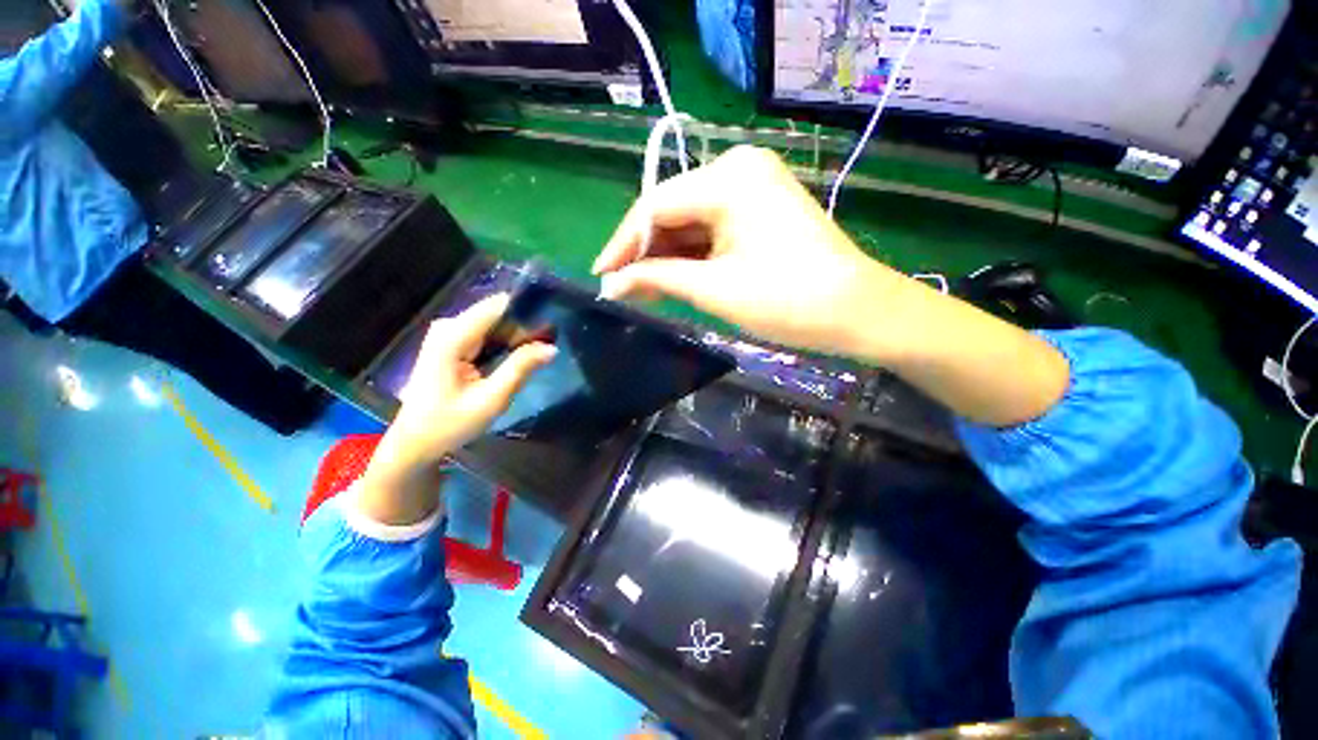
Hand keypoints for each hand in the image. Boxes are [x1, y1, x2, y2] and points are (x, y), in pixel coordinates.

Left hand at [358, 295, 555, 524]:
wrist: (415, 442)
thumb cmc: (449, 424)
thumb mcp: (491, 399)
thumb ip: (520, 368)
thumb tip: (551, 347)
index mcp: (452, 337)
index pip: (497, 306)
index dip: (526, 312)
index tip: (552, 327)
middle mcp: (448, 327)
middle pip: (496, 312)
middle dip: (523, 326)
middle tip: (547, 347)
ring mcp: (447, 333)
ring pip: (493, 322)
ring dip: (516, 335)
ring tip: (538, 352)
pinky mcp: (451, 343)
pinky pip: (486, 332)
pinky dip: (504, 342)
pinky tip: (517, 357)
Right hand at [594, 146, 907, 356]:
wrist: (857, 311)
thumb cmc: (786, 300)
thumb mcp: (714, 289)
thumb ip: (657, 279)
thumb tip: (610, 285)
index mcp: (728, 177)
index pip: (654, 205)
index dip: (622, 243)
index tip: (599, 275)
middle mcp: (738, 168)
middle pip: (671, 210)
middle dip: (643, 251)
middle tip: (619, 287)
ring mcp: (752, 187)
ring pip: (689, 221)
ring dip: (665, 255)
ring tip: (640, 287)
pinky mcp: (759, 209)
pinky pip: (711, 228)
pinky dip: (690, 254)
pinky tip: (672, 276)